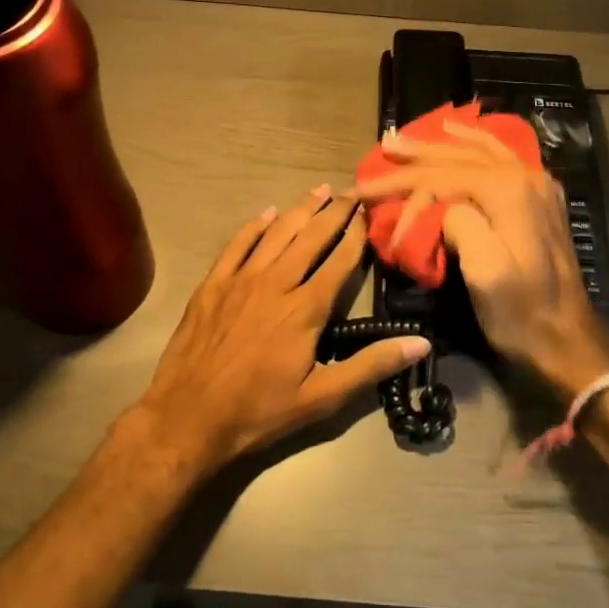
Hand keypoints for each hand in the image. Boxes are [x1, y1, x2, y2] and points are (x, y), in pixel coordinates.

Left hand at [132, 188, 431, 474]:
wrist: (187, 417)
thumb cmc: (259, 411)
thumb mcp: (322, 398)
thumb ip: (371, 366)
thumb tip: (421, 343)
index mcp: (305, 309)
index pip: (340, 261)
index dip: (358, 234)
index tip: (371, 210)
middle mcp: (276, 283)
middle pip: (311, 237)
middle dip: (335, 212)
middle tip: (352, 190)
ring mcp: (241, 280)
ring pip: (277, 233)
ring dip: (300, 209)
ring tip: (319, 189)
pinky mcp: (213, 284)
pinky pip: (238, 244)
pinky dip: (255, 226)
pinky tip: (267, 213)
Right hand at [355, 122, 608, 398]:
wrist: (568, 340)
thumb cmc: (521, 312)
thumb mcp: (485, 272)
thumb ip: (460, 223)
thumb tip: (442, 206)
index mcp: (508, 190)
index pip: (442, 176)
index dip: (404, 187)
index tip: (370, 199)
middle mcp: (524, 175)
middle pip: (458, 157)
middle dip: (416, 155)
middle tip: (382, 147)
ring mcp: (536, 184)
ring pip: (479, 150)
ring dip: (441, 143)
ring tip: (410, 136)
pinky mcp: (539, 198)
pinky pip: (500, 156)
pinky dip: (474, 143)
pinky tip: (459, 135)